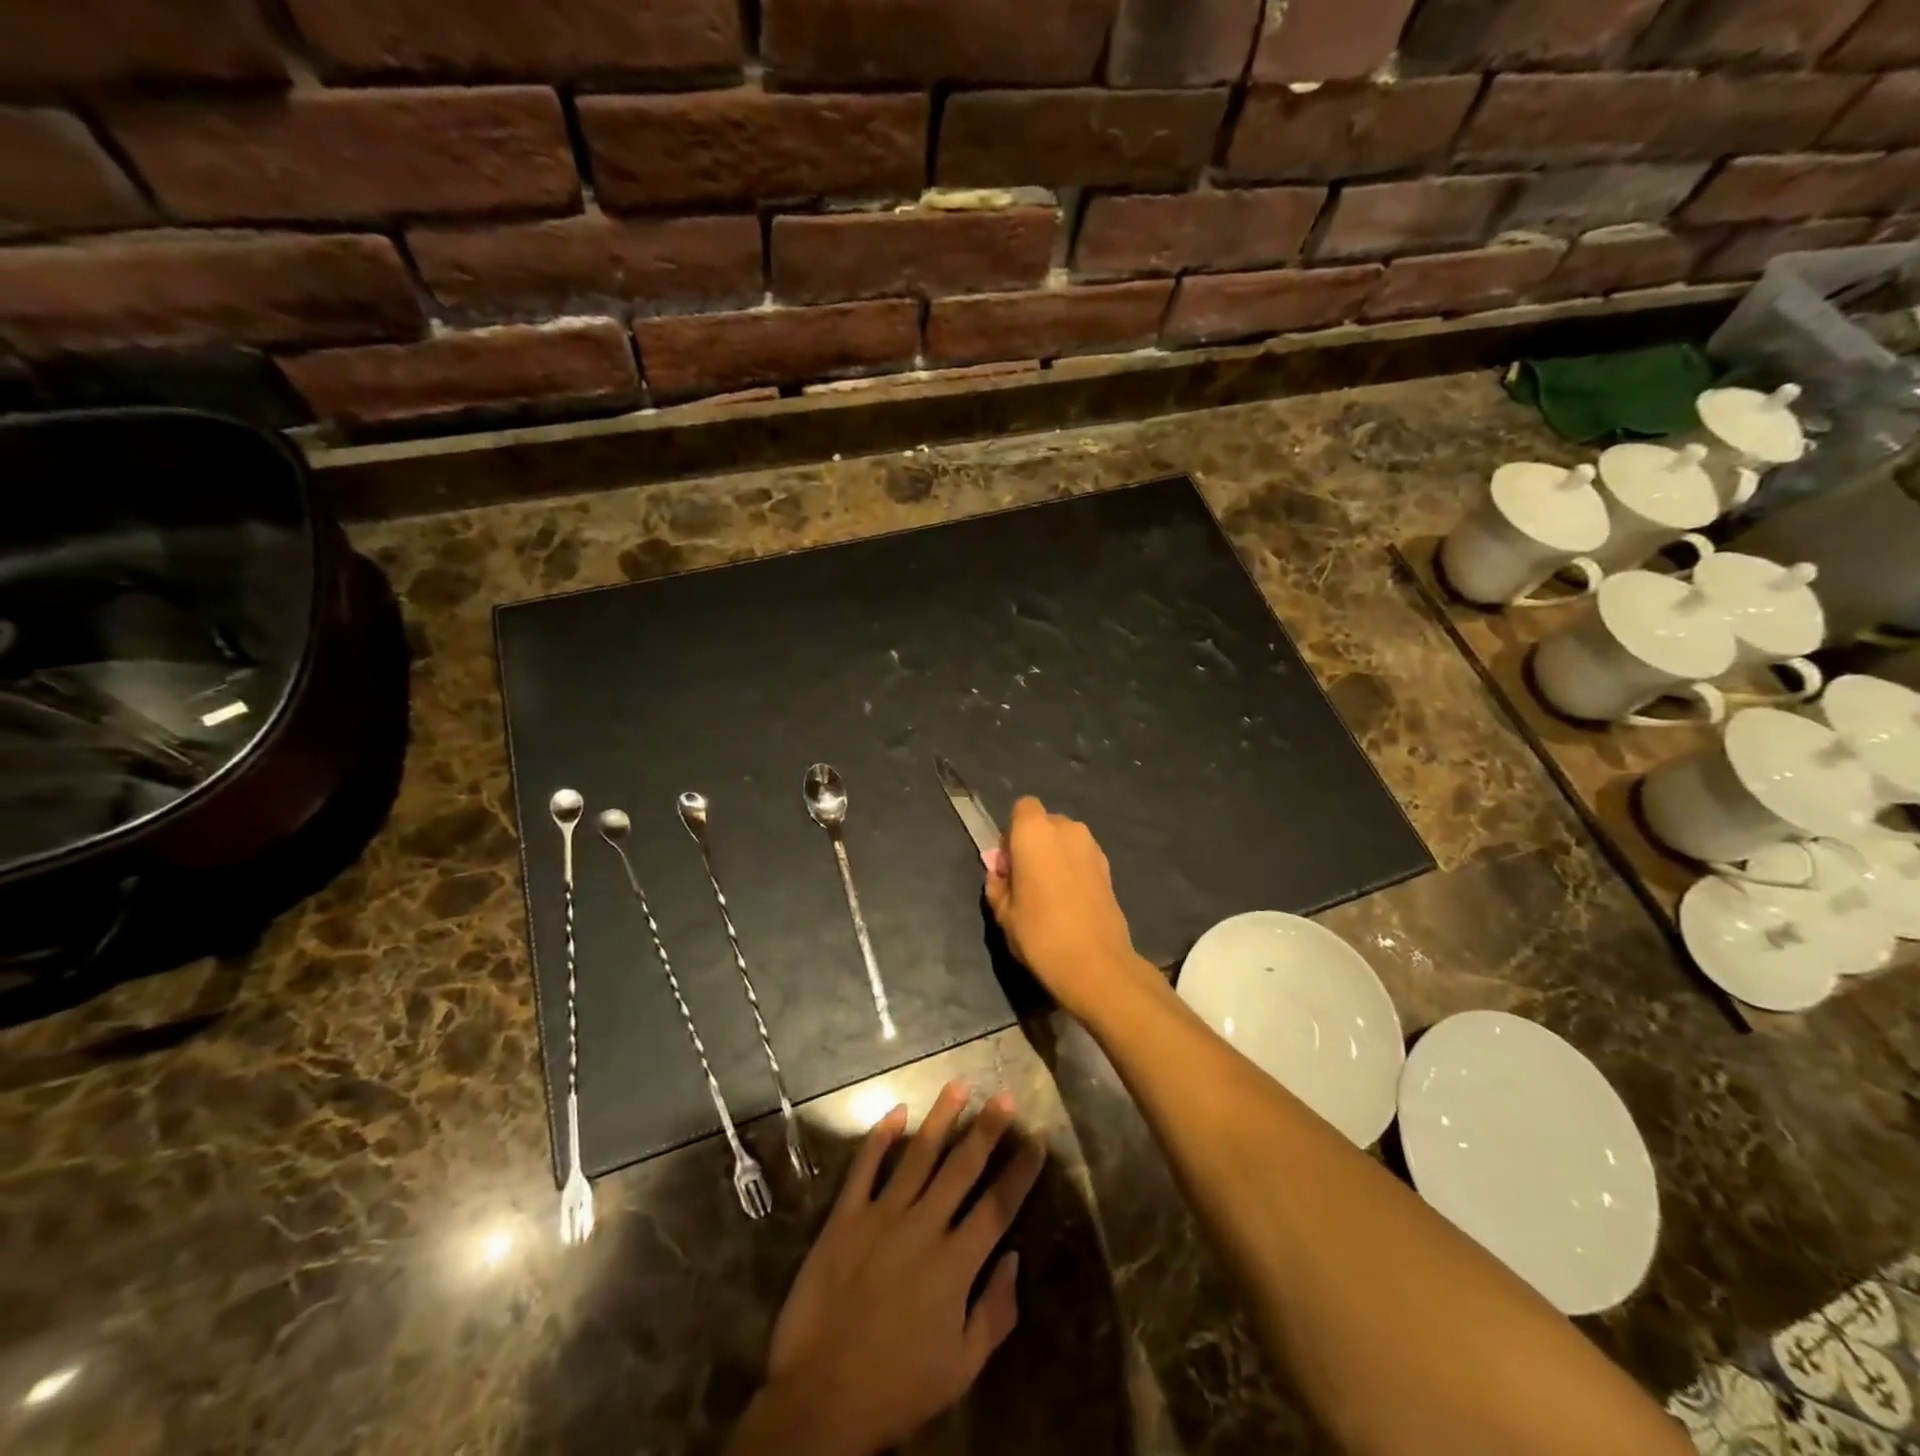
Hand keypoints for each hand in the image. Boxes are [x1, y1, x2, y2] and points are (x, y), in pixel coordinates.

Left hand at [728, 1081, 1044, 1455]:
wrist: (820, 1398)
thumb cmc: (897, 1387)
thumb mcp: (961, 1368)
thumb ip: (995, 1313)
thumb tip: (1015, 1258)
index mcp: (956, 1264)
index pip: (998, 1206)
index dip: (1020, 1172)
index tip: (1037, 1141)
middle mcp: (923, 1226)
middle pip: (962, 1167)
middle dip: (988, 1129)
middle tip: (1004, 1097)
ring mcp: (882, 1216)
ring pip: (918, 1155)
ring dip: (941, 1117)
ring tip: (959, 1085)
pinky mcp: (845, 1217)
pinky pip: (865, 1167)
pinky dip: (880, 1137)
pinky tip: (896, 1111)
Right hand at [984, 797, 1149, 1017]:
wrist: (1097, 965)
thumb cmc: (1040, 934)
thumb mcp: (1003, 912)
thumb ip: (997, 884)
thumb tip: (1000, 873)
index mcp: (1034, 831)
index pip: (1022, 808)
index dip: (1011, 832)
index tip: (1007, 864)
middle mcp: (1067, 829)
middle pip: (1045, 823)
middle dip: (1033, 843)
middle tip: (1024, 881)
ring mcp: (1093, 847)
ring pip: (1065, 841)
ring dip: (1054, 857)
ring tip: (1048, 895)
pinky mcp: (1109, 868)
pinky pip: (1081, 858)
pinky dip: (1072, 870)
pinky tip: (1068, 903)